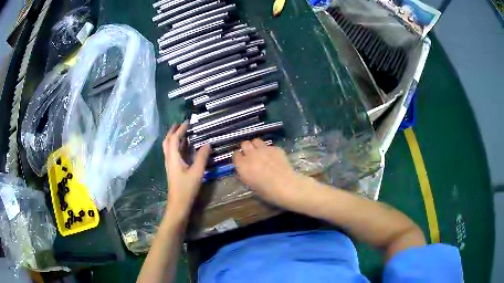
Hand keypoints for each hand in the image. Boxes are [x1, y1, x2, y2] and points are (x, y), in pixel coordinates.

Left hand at [162, 122, 210, 220]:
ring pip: (168, 147)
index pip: (175, 138)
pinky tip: (184, 147)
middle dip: (172, 131)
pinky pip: (172, 153)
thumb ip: (202, 157)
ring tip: (182, 132)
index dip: (180, 129)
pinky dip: (176, 146)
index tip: (188, 122)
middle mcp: (169, 158)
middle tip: (180, 124)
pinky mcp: (172, 169)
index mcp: (173, 157)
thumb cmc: (186, 188)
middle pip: (167, 141)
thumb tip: (207, 144)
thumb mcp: (197, 172)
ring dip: (173, 138)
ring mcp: (169, 164)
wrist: (178, 204)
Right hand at [233, 138, 305, 208]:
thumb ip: (245, 175)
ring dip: (256, 146)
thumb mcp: (251, 186)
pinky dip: (269, 150)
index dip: (239, 158)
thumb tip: (244, 170)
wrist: (286, 186)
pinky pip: (268, 146)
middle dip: (246, 149)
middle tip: (251, 156)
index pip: (235, 155)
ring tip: (261, 153)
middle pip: (244, 144)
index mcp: (243, 166)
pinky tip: (274, 157)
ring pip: (256, 141)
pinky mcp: (275, 148)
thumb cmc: (267, 191)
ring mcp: (264, 149)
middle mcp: (251, 155)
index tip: (242, 161)